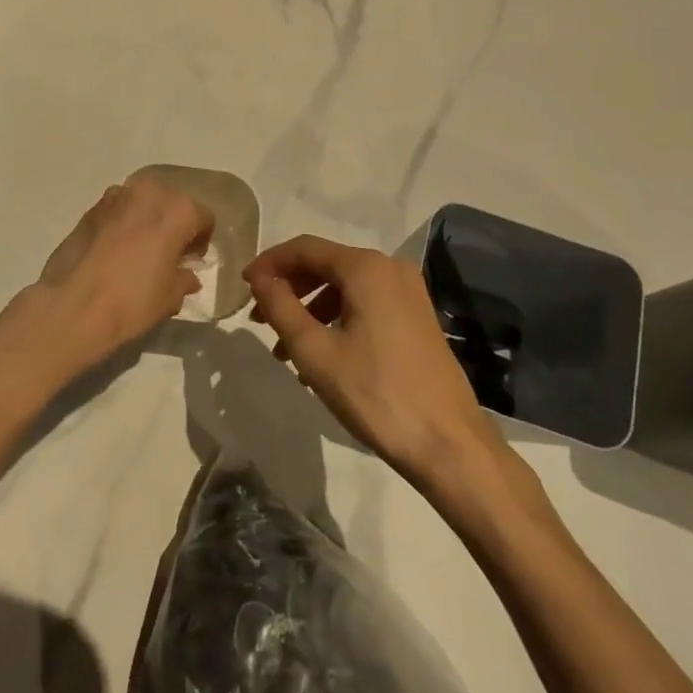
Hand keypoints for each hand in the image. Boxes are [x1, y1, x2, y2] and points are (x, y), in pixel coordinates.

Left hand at [32, 176, 213, 372]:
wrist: (73, 306)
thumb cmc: (132, 301)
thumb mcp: (170, 298)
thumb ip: (184, 279)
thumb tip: (187, 274)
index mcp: (178, 210)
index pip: (203, 217)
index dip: (201, 240)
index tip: (191, 260)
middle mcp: (150, 193)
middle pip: (173, 202)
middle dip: (174, 223)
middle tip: (167, 252)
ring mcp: (117, 196)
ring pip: (143, 201)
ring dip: (147, 218)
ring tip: (140, 249)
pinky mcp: (91, 207)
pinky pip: (119, 209)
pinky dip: (123, 221)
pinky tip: (116, 249)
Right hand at [245, 234, 504, 489]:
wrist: (449, 444)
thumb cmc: (376, 394)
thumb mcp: (315, 352)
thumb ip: (281, 307)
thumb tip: (260, 278)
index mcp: (366, 268)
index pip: (304, 248)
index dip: (269, 263)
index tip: (243, 287)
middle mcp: (390, 268)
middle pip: (326, 264)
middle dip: (289, 288)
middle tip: (259, 318)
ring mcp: (408, 292)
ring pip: (345, 287)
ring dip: (310, 309)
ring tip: (285, 349)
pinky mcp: (416, 317)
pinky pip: (365, 304)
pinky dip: (337, 319)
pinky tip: (321, 356)